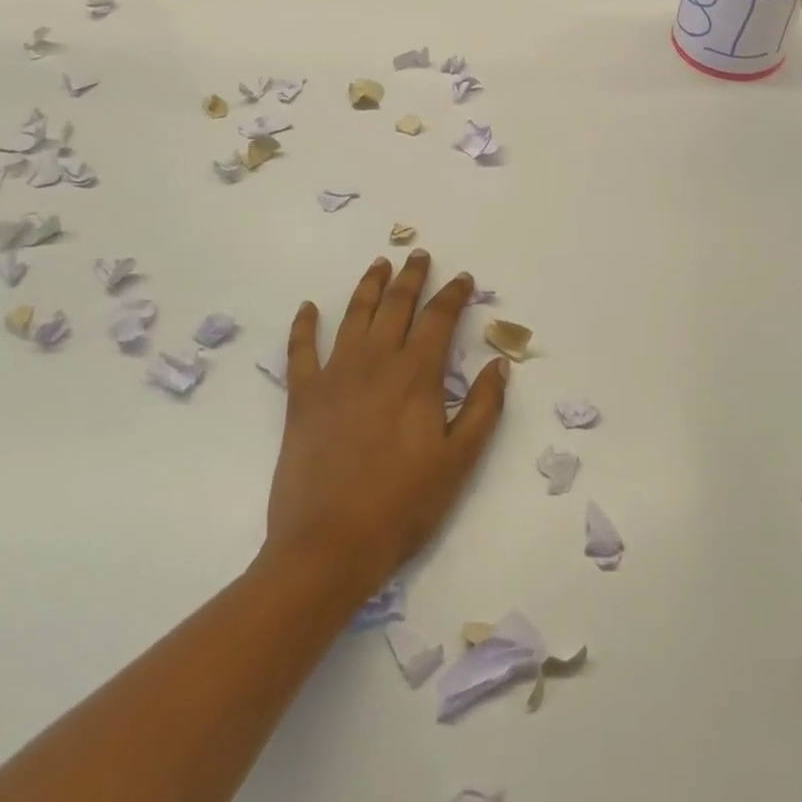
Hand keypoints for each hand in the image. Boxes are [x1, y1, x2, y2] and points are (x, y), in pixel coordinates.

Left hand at [265, 252, 506, 599]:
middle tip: (418, 255)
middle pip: (396, 306)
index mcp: (416, 375)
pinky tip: (309, 307)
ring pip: (354, 315)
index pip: (439, 318)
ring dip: (369, 286)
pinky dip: (304, 325)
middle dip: (411, 277)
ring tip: (379, 263)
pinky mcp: (302, 396)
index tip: (463, 277)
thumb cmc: (402, 505)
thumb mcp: (458, 461)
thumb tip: (500, 364)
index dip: (453, 294)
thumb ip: (484, 408)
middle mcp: (376, 362)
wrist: (328, 546)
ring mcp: (335, 375)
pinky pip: (301, 350)